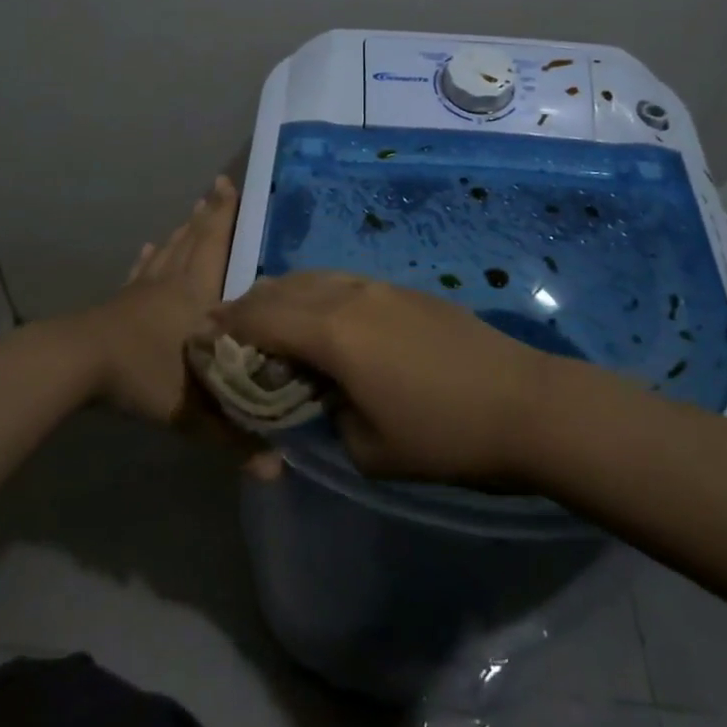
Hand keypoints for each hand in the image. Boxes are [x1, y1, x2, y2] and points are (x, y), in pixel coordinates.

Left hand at [64, 176, 278, 474]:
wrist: (75, 365)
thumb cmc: (141, 375)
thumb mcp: (192, 411)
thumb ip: (234, 438)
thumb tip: (278, 472)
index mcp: (196, 296)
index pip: (216, 247)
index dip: (226, 217)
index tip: (231, 185)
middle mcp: (173, 283)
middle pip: (194, 240)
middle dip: (209, 213)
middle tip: (219, 186)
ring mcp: (142, 290)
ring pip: (169, 250)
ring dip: (184, 230)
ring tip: (193, 212)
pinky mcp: (120, 301)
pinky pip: (140, 271)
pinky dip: (148, 256)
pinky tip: (149, 246)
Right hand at [211, 272, 549, 484]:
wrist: (525, 404)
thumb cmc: (443, 436)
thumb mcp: (368, 448)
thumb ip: (325, 414)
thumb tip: (318, 393)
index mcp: (332, 333)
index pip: (261, 319)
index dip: (226, 328)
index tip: (202, 339)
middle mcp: (349, 296)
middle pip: (282, 289)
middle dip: (247, 306)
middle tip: (226, 328)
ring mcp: (380, 287)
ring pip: (313, 278)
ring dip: (282, 295)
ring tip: (267, 319)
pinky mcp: (404, 291)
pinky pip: (342, 282)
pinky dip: (315, 294)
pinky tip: (320, 317)